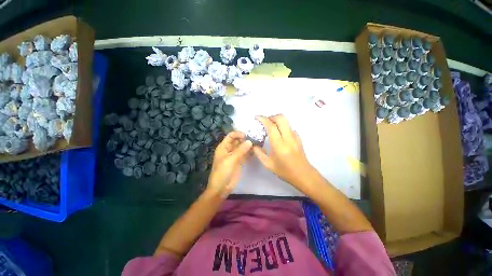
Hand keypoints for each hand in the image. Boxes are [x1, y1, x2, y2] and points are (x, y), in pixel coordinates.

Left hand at [207, 131, 252, 197]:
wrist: (221, 187)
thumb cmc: (222, 172)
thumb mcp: (231, 159)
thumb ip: (241, 150)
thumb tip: (250, 141)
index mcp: (224, 147)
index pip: (231, 136)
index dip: (238, 134)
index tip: (247, 135)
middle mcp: (230, 149)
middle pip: (238, 141)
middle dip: (245, 139)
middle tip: (255, 138)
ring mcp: (235, 155)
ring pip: (242, 147)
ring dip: (249, 145)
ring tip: (258, 143)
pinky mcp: (240, 161)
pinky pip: (245, 154)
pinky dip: (250, 152)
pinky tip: (256, 151)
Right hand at [253, 115, 315, 189]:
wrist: (303, 175)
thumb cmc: (285, 171)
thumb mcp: (268, 164)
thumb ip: (259, 153)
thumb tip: (253, 145)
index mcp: (279, 145)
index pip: (271, 126)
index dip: (263, 119)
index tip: (256, 118)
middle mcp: (288, 138)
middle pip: (281, 118)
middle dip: (271, 116)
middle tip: (264, 122)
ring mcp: (295, 136)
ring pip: (286, 121)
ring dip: (277, 120)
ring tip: (270, 126)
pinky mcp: (299, 137)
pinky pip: (289, 127)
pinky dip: (282, 126)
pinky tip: (279, 133)